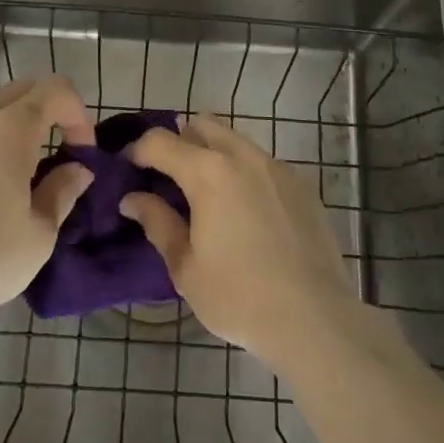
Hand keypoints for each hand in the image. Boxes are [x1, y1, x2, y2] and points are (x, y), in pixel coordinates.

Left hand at [0, 76, 95, 331]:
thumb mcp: (39, 235)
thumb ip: (62, 192)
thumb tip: (77, 169)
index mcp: (12, 128)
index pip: (56, 90)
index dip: (77, 114)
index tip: (81, 152)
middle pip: (20, 88)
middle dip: (45, 111)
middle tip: (51, 152)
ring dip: (2, 111)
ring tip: (5, 150)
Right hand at [122, 114, 360, 371]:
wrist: (315, 318)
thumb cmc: (239, 296)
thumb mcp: (185, 267)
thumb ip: (157, 223)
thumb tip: (132, 199)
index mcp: (208, 172)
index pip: (160, 141)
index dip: (138, 150)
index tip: (128, 168)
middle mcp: (242, 156)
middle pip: (202, 125)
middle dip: (179, 142)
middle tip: (168, 177)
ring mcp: (277, 167)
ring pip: (235, 141)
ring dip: (214, 154)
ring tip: (207, 195)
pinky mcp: (302, 185)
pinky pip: (263, 163)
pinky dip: (244, 173)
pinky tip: (245, 211)